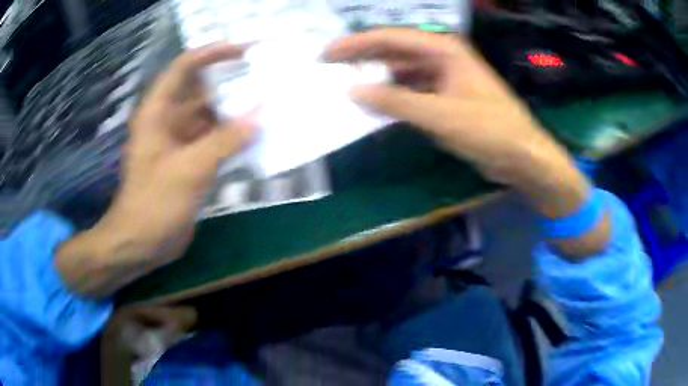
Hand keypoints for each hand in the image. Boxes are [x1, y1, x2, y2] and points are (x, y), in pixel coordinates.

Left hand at [57, 44, 255, 296]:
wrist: (142, 243)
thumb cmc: (154, 204)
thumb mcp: (188, 169)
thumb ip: (224, 141)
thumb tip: (260, 118)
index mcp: (158, 112)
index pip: (185, 67)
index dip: (212, 54)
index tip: (244, 51)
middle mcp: (169, 121)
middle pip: (201, 90)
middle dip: (231, 83)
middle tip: (266, 77)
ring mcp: (180, 143)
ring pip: (210, 117)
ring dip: (235, 112)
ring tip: (268, 103)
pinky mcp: (189, 163)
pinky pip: (214, 141)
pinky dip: (232, 138)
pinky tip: (256, 137)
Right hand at [326, 30, 608, 258]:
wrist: (522, 156)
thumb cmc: (490, 130)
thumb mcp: (441, 115)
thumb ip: (395, 102)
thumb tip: (352, 90)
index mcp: (444, 49)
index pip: (390, 38)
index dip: (355, 44)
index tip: (326, 53)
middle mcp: (442, 56)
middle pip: (394, 50)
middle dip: (361, 56)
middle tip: (329, 66)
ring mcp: (445, 76)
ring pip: (402, 70)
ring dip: (376, 76)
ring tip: (346, 83)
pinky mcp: (447, 96)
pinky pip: (412, 89)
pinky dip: (394, 95)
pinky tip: (376, 102)